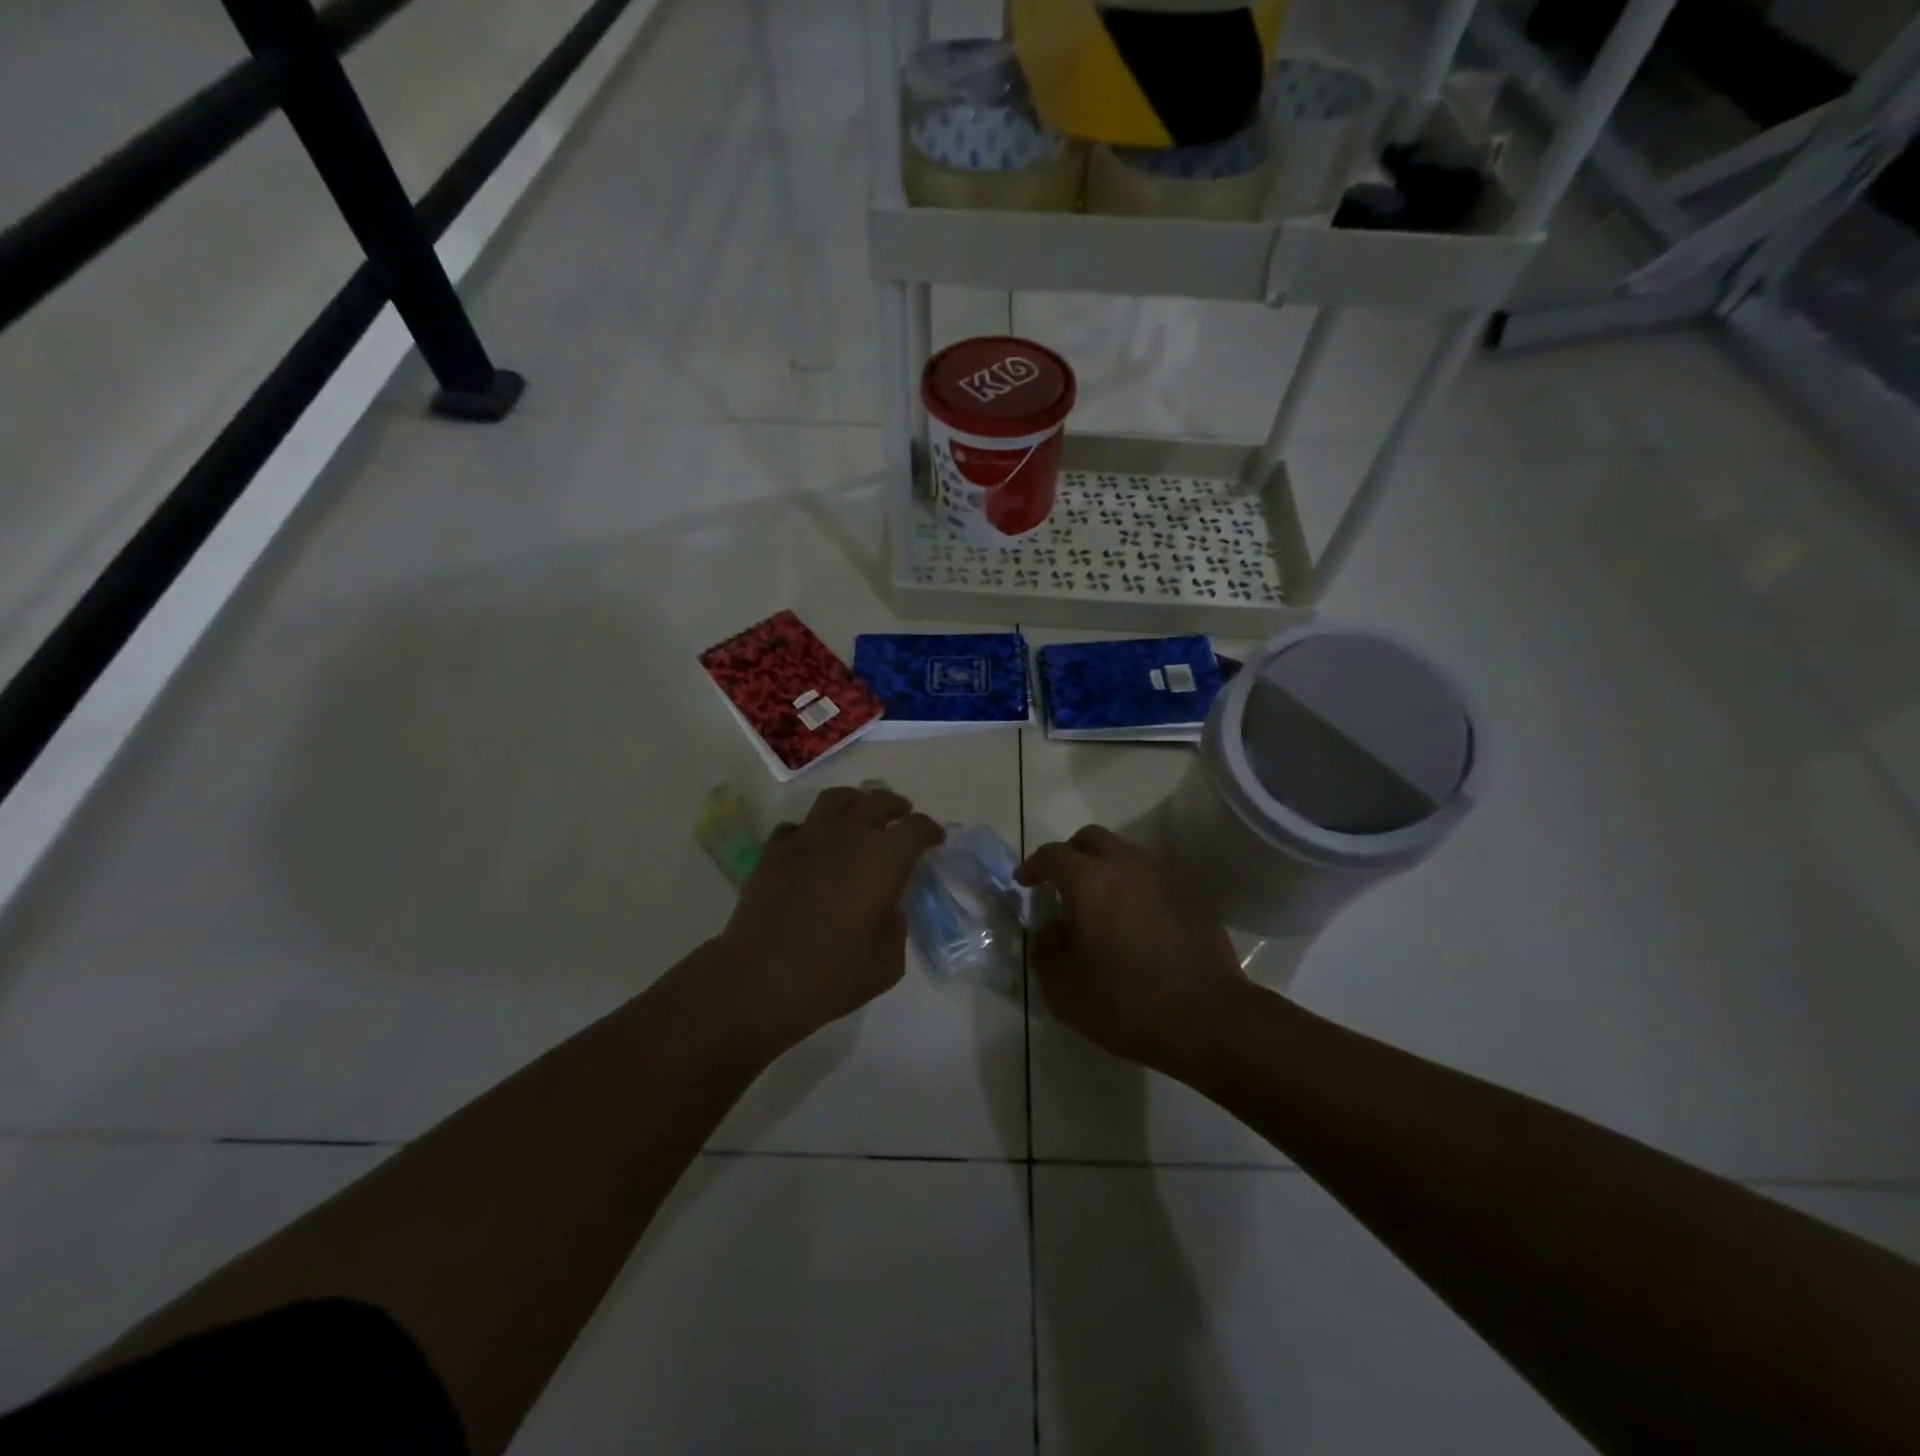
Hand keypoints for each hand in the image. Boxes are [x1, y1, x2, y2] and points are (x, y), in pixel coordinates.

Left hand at [714, 785, 943, 1056]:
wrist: (761, 980)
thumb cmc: (834, 974)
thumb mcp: (888, 959)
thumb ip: (896, 922)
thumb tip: (888, 905)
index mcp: (883, 858)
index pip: (916, 828)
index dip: (930, 831)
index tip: (935, 839)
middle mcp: (848, 835)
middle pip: (878, 801)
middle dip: (896, 807)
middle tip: (902, 817)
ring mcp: (807, 837)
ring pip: (836, 800)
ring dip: (855, 803)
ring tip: (860, 815)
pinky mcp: (774, 850)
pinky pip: (798, 826)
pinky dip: (812, 830)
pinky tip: (814, 845)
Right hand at [1018, 825, 1246, 1074]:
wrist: (1207, 1018)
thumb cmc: (1125, 1003)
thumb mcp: (1063, 989)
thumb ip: (1045, 950)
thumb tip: (1050, 929)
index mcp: (1088, 881)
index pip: (1052, 855)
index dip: (1033, 866)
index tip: (1024, 882)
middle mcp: (1126, 865)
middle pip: (1091, 839)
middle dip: (1070, 854)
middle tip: (1061, 883)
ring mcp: (1164, 876)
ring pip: (1126, 854)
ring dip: (1106, 868)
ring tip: (1100, 903)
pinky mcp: (1191, 895)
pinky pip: (1153, 877)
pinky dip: (1135, 887)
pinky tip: (1136, 920)